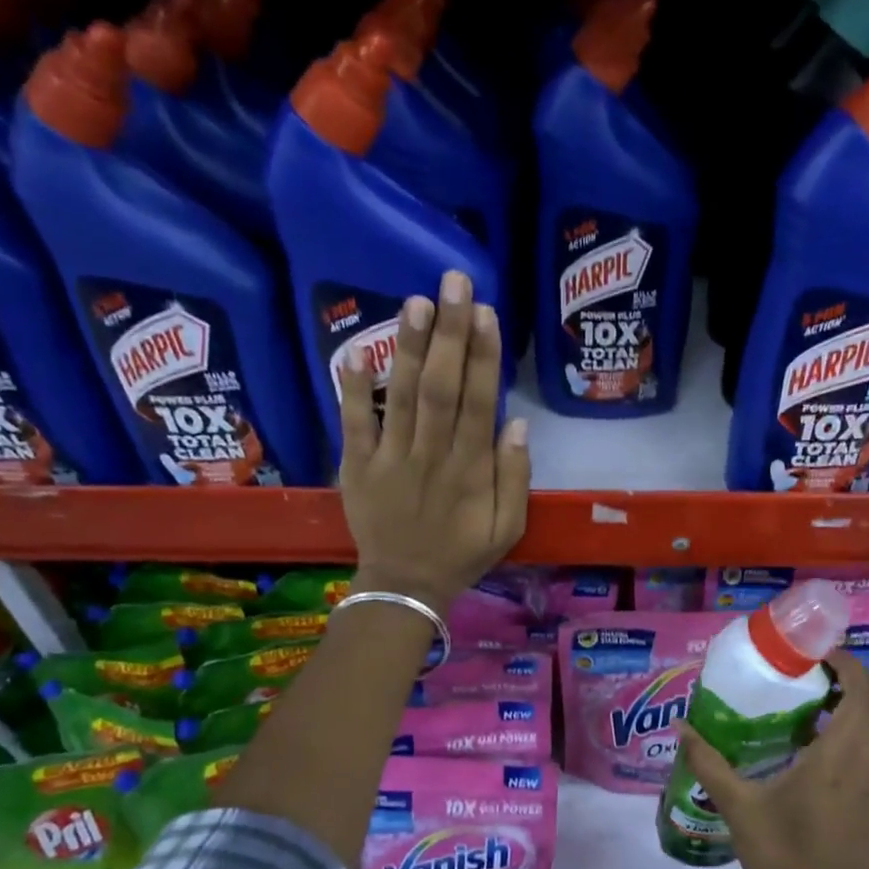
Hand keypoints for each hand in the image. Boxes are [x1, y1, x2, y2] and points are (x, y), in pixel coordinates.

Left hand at [339, 270, 530, 613]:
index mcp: (470, 470)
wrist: (405, 586)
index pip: (480, 403)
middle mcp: (432, 455)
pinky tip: (357, 349)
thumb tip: (516, 422)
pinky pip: (354, 423)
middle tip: (454, 282)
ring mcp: (390, 458)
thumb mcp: (508, 527)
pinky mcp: (357, 466)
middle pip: (443, 387)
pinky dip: (353, 388)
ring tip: (417, 301)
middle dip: (451, 333)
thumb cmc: (462, 554)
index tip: (488, 313)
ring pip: (403, 396)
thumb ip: (515, 477)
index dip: (485, 357)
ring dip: (411, 347)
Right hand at [676, 649, 868, 868]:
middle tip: (810, 672)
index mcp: (839, 757)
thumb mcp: (740, 809)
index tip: (813, 653)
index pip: (864, 692)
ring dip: (850, 708)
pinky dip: (848, 737)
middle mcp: (867, 764)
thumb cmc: (784, 860)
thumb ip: (709, 763)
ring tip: (805, 707)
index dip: (846, 663)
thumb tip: (682, 727)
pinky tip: (811, 755)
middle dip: (852, 677)